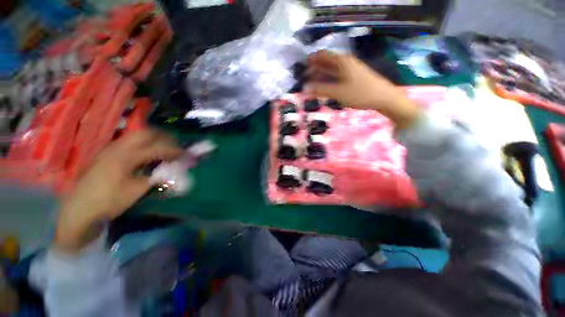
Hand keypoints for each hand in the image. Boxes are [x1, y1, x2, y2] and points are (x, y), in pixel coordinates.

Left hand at [54, 130, 181, 252]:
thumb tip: (174, 171)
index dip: (173, 150)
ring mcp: (110, 149)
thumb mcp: (136, 191)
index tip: (185, 154)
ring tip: (163, 147)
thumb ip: (157, 178)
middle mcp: (118, 147)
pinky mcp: (106, 153)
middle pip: (145, 133)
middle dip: (163, 137)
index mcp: (126, 157)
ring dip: (152, 139)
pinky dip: (142, 143)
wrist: (78, 209)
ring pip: (136, 135)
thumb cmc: (108, 201)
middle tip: (174, 145)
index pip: (157, 148)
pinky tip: (145, 153)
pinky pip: (129, 142)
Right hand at [306, 50, 420, 128]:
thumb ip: (321, 90)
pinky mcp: (353, 77)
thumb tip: (305, 89)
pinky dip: (329, 80)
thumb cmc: (360, 93)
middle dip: (315, 69)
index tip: (302, 68)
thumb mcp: (338, 92)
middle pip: (327, 62)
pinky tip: (325, 87)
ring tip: (312, 84)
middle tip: (305, 79)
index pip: (323, 55)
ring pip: (332, 70)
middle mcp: (345, 62)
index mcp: (341, 61)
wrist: (383, 97)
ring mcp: (350, 70)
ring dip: (321, 76)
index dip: (311, 60)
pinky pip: (337, 76)